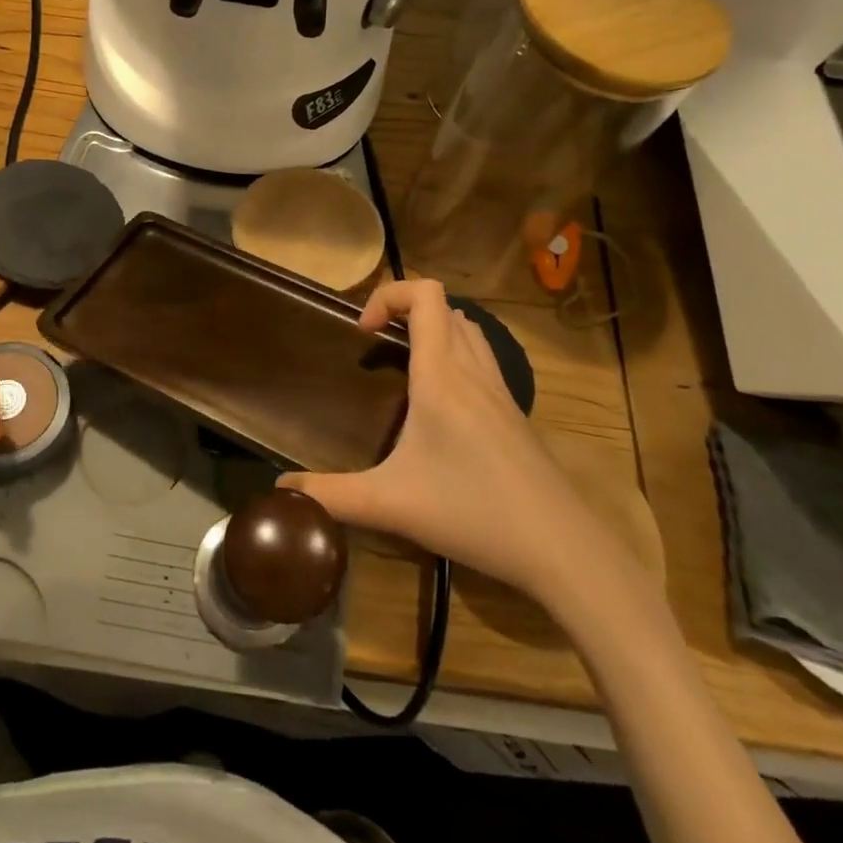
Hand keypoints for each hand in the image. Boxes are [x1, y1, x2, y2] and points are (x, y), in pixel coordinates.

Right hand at [281, 280, 624, 604]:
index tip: (362, 334)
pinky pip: (483, 359)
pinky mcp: (515, 414)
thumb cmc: (472, 511)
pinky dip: (455, 358)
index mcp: (442, 374)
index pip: (425, 294)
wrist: (560, 548)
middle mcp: (473, 370)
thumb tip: (282, 490)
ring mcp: (501, 391)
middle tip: (376, 349)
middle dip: (405, 312)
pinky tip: (439, 409)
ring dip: (434, 331)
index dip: (388, 295)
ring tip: (404, 370)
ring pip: (468, 331)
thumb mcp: (390, 505)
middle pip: (445, 307)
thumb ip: (330, 495)